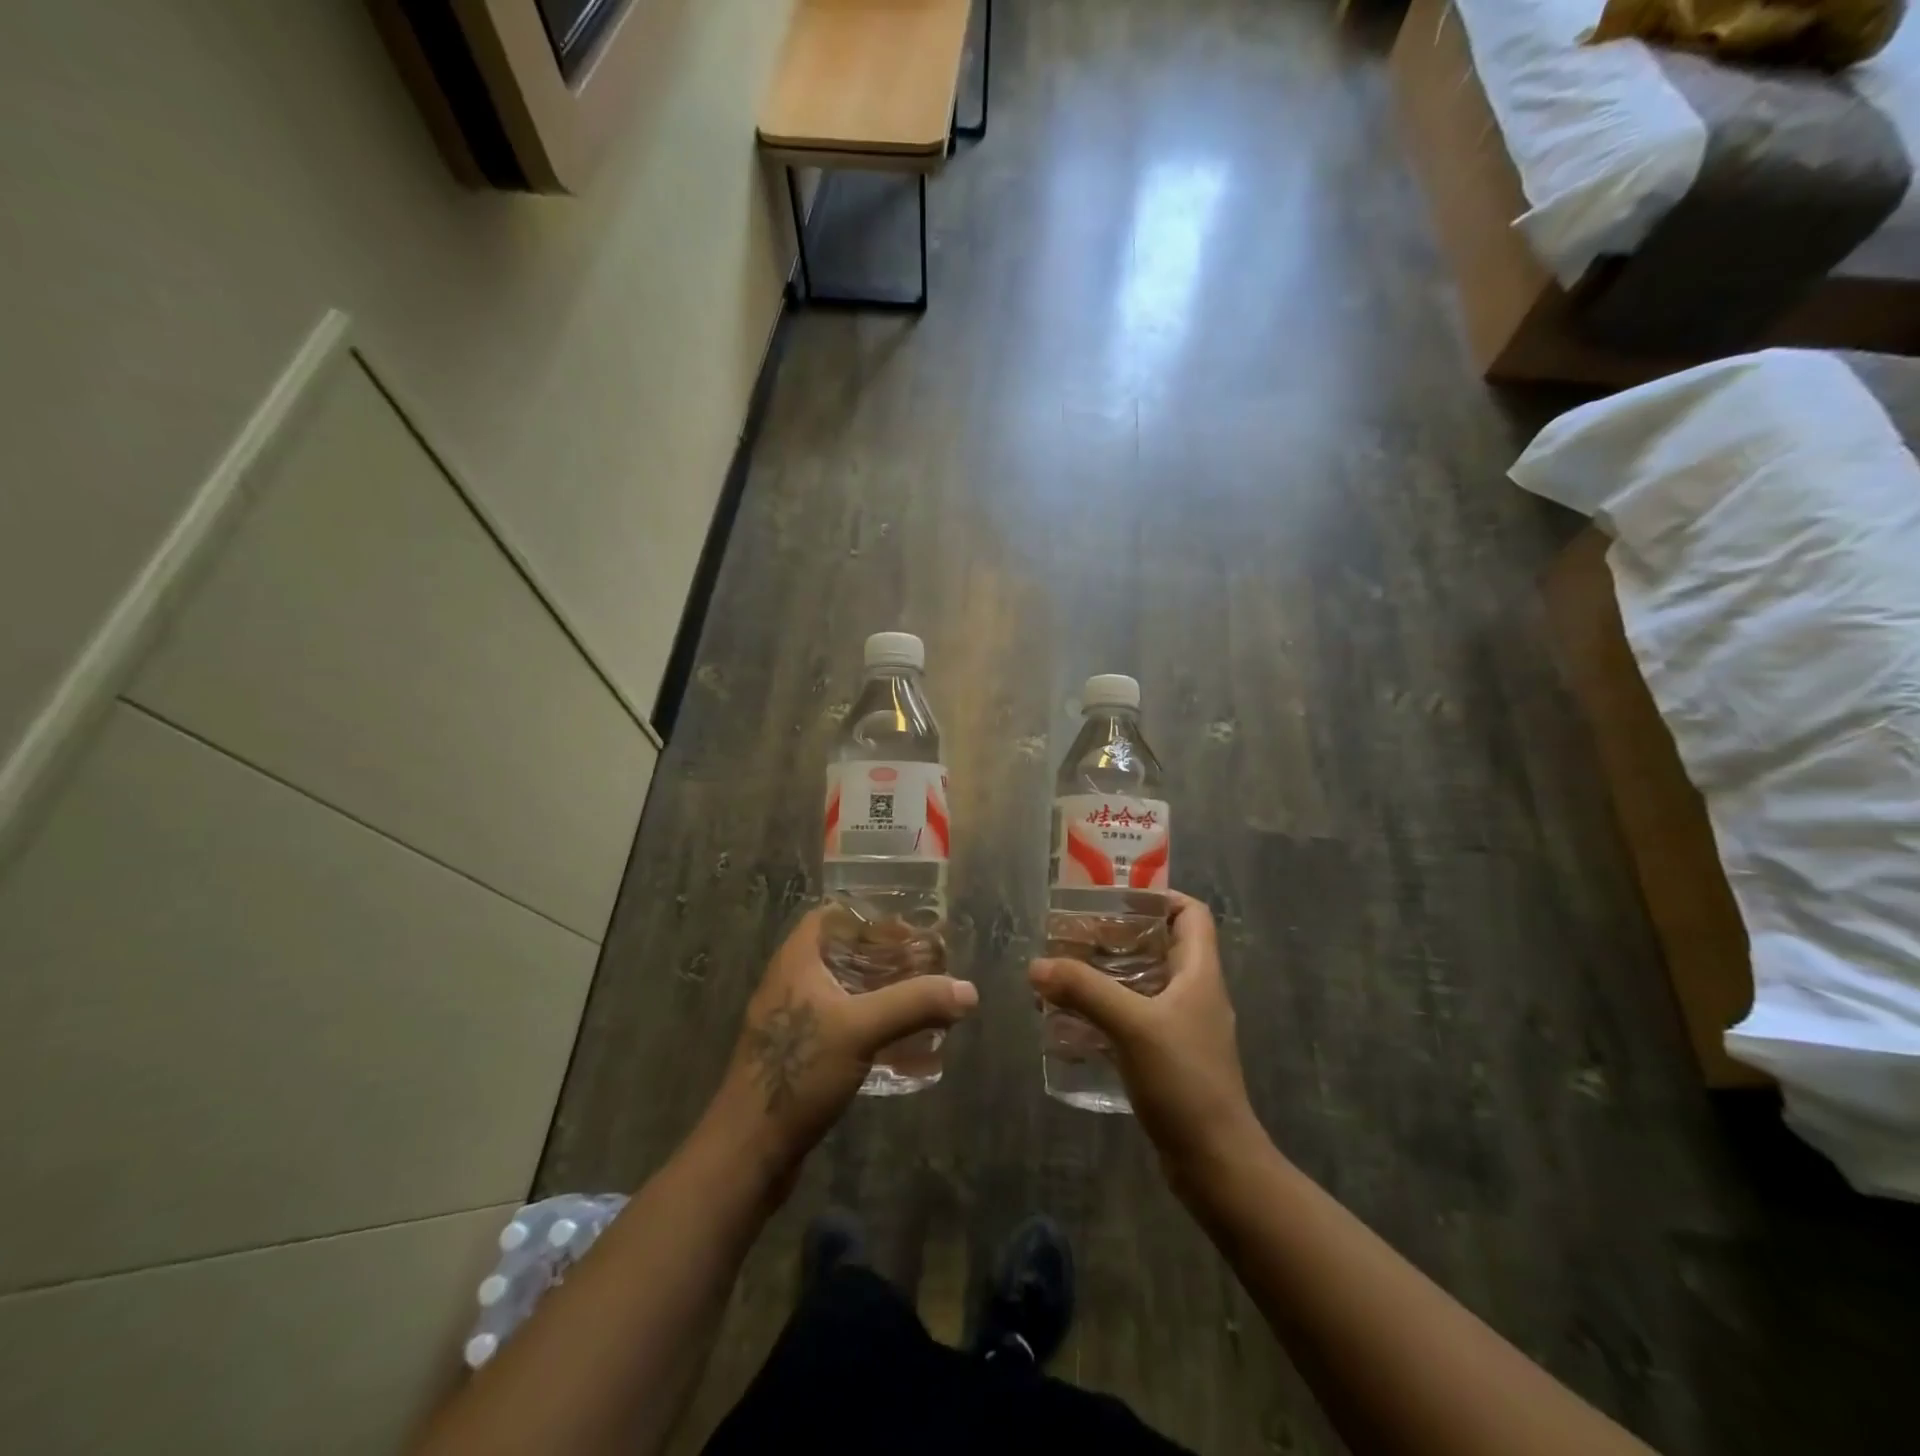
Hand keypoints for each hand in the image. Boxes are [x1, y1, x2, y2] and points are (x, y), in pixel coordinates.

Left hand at [709, 907, 977, 1178]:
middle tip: (925, 962)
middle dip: (883, 955)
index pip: (830, 916)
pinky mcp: (798, 1056)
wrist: (748, 1151)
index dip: (868, 915)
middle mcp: (791, 983)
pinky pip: (840, 1025)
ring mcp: (792, 1022)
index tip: (908, 925)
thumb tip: (969, 990)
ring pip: (843, 991)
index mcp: (796, 961)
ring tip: (921, 998)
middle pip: (842, 953)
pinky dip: (870, 1025)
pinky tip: (900, 1043)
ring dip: (879, 992)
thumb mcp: (860, 1030)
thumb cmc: (797, 1073)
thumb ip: (914, 1004)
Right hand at [1030, 891, 1260, 1180]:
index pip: (1192, 913)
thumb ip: (1084, 990)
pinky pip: (1133, 1019)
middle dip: (1118, 936)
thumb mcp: (1132, 1026)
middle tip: (1074, 934)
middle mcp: (1194, 993)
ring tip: (1064, 974)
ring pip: (1143, 984)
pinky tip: (1072, 1022)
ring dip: (1106, 976)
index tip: (1115, 897)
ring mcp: (1182, 1028)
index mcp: (1199, 973)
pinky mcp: (1168, 1058)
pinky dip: (1105, 1012)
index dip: (1159, 896)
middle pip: (1160, 945)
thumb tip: (1037, 966)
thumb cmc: (1184, 1081)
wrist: (1215, 1162)